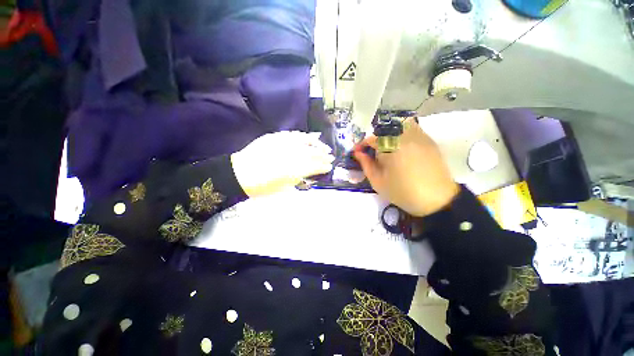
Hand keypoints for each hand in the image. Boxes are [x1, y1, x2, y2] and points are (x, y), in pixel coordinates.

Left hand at [231, 131, 333, 196]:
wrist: (239, 174)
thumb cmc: (262, 186)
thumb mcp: (283, 188)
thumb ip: (299, 179)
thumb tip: (309, 173)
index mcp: (293, 170)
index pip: (313, 166)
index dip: (323, 166)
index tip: (330, 167)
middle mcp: (289, 155)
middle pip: (312, 154)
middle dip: (323, 156)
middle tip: (331, 157)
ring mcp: (282, 144)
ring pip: (305, 142)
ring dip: (317, 145)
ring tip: (325, 147)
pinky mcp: (275, 137)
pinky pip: (293, 135)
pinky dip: (303, 137)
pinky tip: (309, 138)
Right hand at [354, 118, 458, 216]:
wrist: (436, 200)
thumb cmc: (402, 193)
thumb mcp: (378, 182)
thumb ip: (366, 164)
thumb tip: (358, 153)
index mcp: (391, 148)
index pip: (372, 139)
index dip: (362, 145)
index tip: (357, 152)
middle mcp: (406, 137)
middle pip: (385, 130)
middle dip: (375, 139)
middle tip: (372, 152)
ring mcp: (420, 137)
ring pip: (400, 125)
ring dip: (389, 133)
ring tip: (387, 147)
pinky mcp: (429, 141)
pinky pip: (413, 129)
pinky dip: (403, 133)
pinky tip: (401, 146)